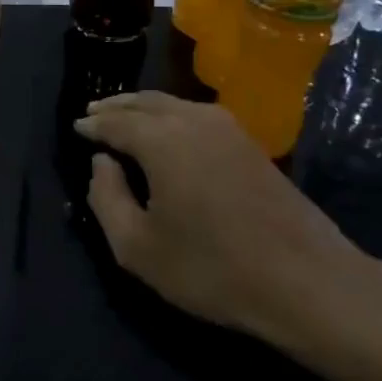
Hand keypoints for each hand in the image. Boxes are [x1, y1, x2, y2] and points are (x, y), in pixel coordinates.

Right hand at [75, 91, 381, 371]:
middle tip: (94, 113)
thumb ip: (106, 198)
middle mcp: (193, 120)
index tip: (76, 127)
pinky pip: (196, 115)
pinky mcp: (249, 142)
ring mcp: (227, 127)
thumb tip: (103, 162)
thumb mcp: (138, 247)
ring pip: (173, 104)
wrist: (305, 279)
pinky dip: (171, 115)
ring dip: (144, 107)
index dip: (93, 125)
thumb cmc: (211, 268)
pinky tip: (168, 131)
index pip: (116, 122)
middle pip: (145, 102)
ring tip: (125, 117)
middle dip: (116, 106)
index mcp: (161, 140)